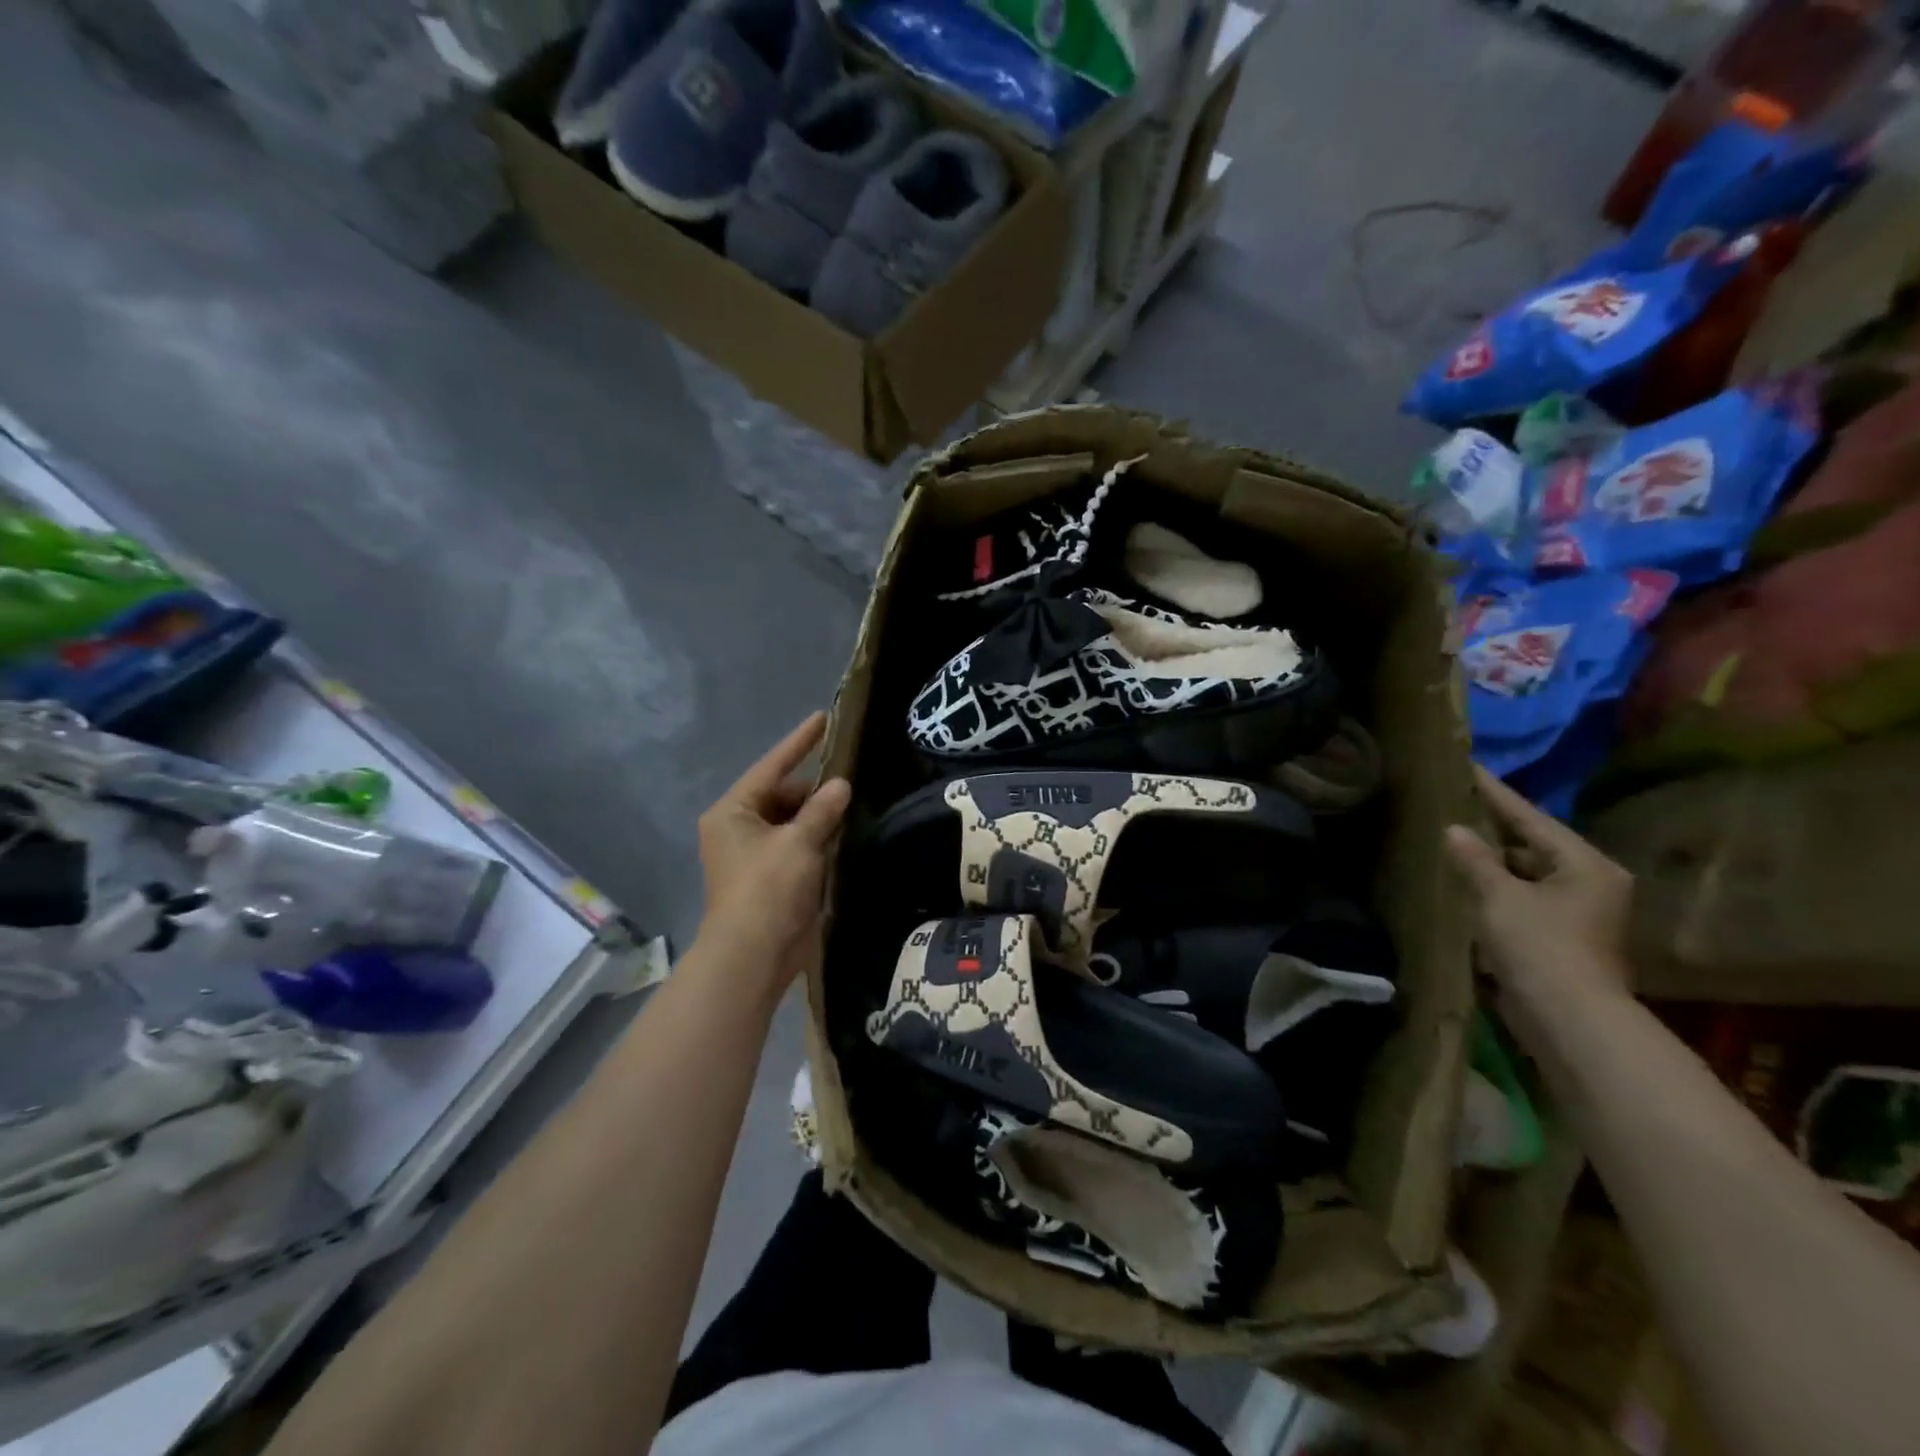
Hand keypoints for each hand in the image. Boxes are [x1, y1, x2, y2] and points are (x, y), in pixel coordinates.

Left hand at [697, 712, 850, 974]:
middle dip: (816, 790)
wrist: (753, 955)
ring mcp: (753, 854)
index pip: (772, 767)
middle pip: (783, 795)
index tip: (823, 718)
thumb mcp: (799, 843)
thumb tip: (840, 785)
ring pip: (792, 821)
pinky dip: (817, 839)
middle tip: (853, 780)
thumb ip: (822, 809)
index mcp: (733, 812)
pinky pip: (796, 845)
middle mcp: (738, 827)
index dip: (799, 742)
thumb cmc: (768, 889)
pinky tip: (845, 832)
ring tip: (855, 803)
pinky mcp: (770, 876)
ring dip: (819, 816)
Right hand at [1444, 766, 1632, 1024]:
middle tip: (1455, 803)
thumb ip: (1475, 859)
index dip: (1496, 793)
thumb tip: (1454, 830)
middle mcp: (1591, 883)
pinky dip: (1497, 887)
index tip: (1469, 768)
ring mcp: (1579, 913)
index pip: (1531, 818)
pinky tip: (1466, 880)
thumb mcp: (1499, 895)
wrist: (1568, 1018)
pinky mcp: (1562, 937)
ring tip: (1453, 839)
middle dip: (1494, 828)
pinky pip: (1524, 897)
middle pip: (1534, 845)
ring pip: (1528, 873)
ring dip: (1493, 860)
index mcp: (1586, 865)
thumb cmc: (1539, 945)